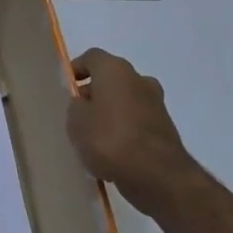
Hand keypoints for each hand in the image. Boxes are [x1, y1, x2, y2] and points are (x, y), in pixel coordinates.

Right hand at [67, 48, 203, 216]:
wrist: (157, 175)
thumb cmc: (109, 139)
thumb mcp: (76, 121)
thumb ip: (76, 106)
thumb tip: (84, 104)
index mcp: (115, 70)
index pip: (92, 57)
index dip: (77, 69)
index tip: (67, 87)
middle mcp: (139, 79)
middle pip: (111, 79)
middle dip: (95, 93)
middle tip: (78, 114)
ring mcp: (156, 104)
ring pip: (126, 101)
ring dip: (111, 112)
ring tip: (93, 136)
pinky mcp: (165, 128)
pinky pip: (137, 121)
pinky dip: (124, 129)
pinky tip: (112, 151)